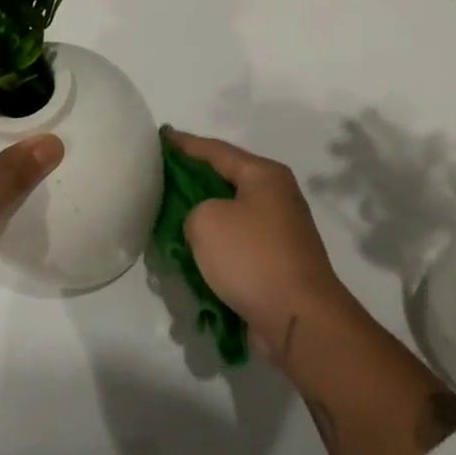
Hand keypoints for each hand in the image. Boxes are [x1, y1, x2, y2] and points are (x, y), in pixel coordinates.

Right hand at [166, 128, 358, 364]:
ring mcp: (279, 232)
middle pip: (224, 181)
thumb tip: (204, 224)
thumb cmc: (252, 257)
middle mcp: (276, 197)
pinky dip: (214, 251)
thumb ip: (192, 210)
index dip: (185, 143)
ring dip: (201, 222)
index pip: (216, 150)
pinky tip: (189, 259)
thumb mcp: (206, 220)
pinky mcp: (276, 264)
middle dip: (191, 182)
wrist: (298, 318)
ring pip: (229, 217)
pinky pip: (236, 248)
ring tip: (166, 222)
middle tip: (157, 180)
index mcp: (264, 175)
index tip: (160, 136)